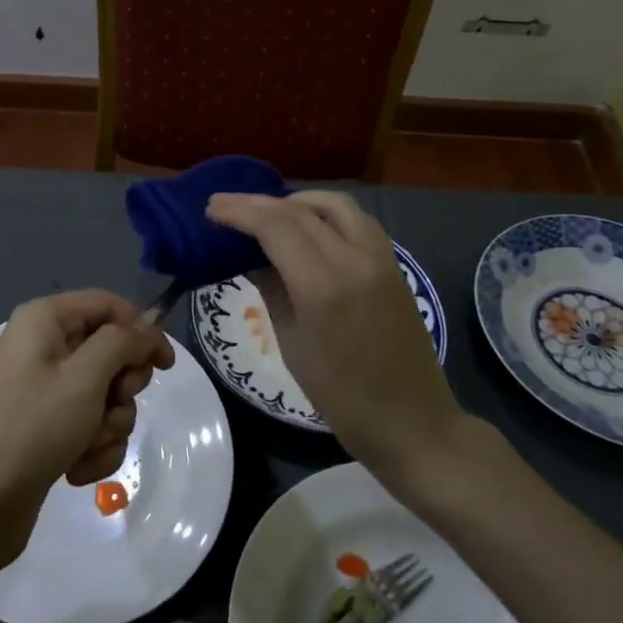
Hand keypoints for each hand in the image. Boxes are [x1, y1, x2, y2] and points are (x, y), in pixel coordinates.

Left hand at [0, 290, 173, 570]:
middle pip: (110, 352)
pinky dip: (92, 449)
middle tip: (112, 406)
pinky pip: (89, 427)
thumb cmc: (30, 428)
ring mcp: (44, 391)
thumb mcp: (84, 377)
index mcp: (46, 320)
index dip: (141, 330)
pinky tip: (75, 471)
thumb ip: (123, 343)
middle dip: (121, 388)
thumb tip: (148, 323)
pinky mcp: (46, 430)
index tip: (165, 366)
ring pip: (105, 396)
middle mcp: (44, 347)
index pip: (108, 305)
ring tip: (86, 448)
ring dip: (108, 426)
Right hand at [205, 191, 466, 482]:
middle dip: (257, 203)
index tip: (210, 208)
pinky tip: (308, 225)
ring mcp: (380, 258)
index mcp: (322, 286)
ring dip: (296, 201)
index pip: (275, 226)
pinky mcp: (394, 264)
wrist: (412, 422)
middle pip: (299, 210)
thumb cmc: (341, 396)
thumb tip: (250, 256)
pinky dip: (325, 212)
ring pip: (334, 205)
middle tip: (224, 204)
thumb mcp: (292, 343)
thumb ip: (271, 289)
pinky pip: (357, 220)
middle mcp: (354, 259)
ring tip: (268, 212)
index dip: (239, 212)